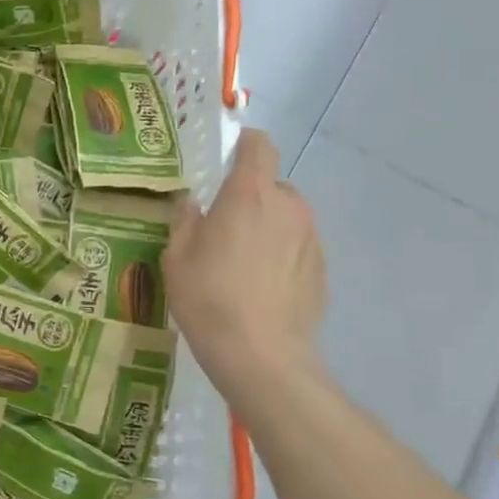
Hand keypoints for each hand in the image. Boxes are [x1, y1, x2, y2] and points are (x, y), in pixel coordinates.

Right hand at [163, 129, 325, 392]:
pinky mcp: (322, 269)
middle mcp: (288, 207)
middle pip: (272, 185)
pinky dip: (280, 255)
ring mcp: (311, 238)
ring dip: (266, 227)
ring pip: (286, 217)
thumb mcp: (177, 257)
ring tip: (241, 261)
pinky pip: (297, 247)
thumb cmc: (208, 298)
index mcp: (250, 196)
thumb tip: (192, 203)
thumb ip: (185, 221)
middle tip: (222, 227)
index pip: (258, 147)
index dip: (245, 143)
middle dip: (249, 197)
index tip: (228, 154)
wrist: (261, 355)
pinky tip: (260, 286)